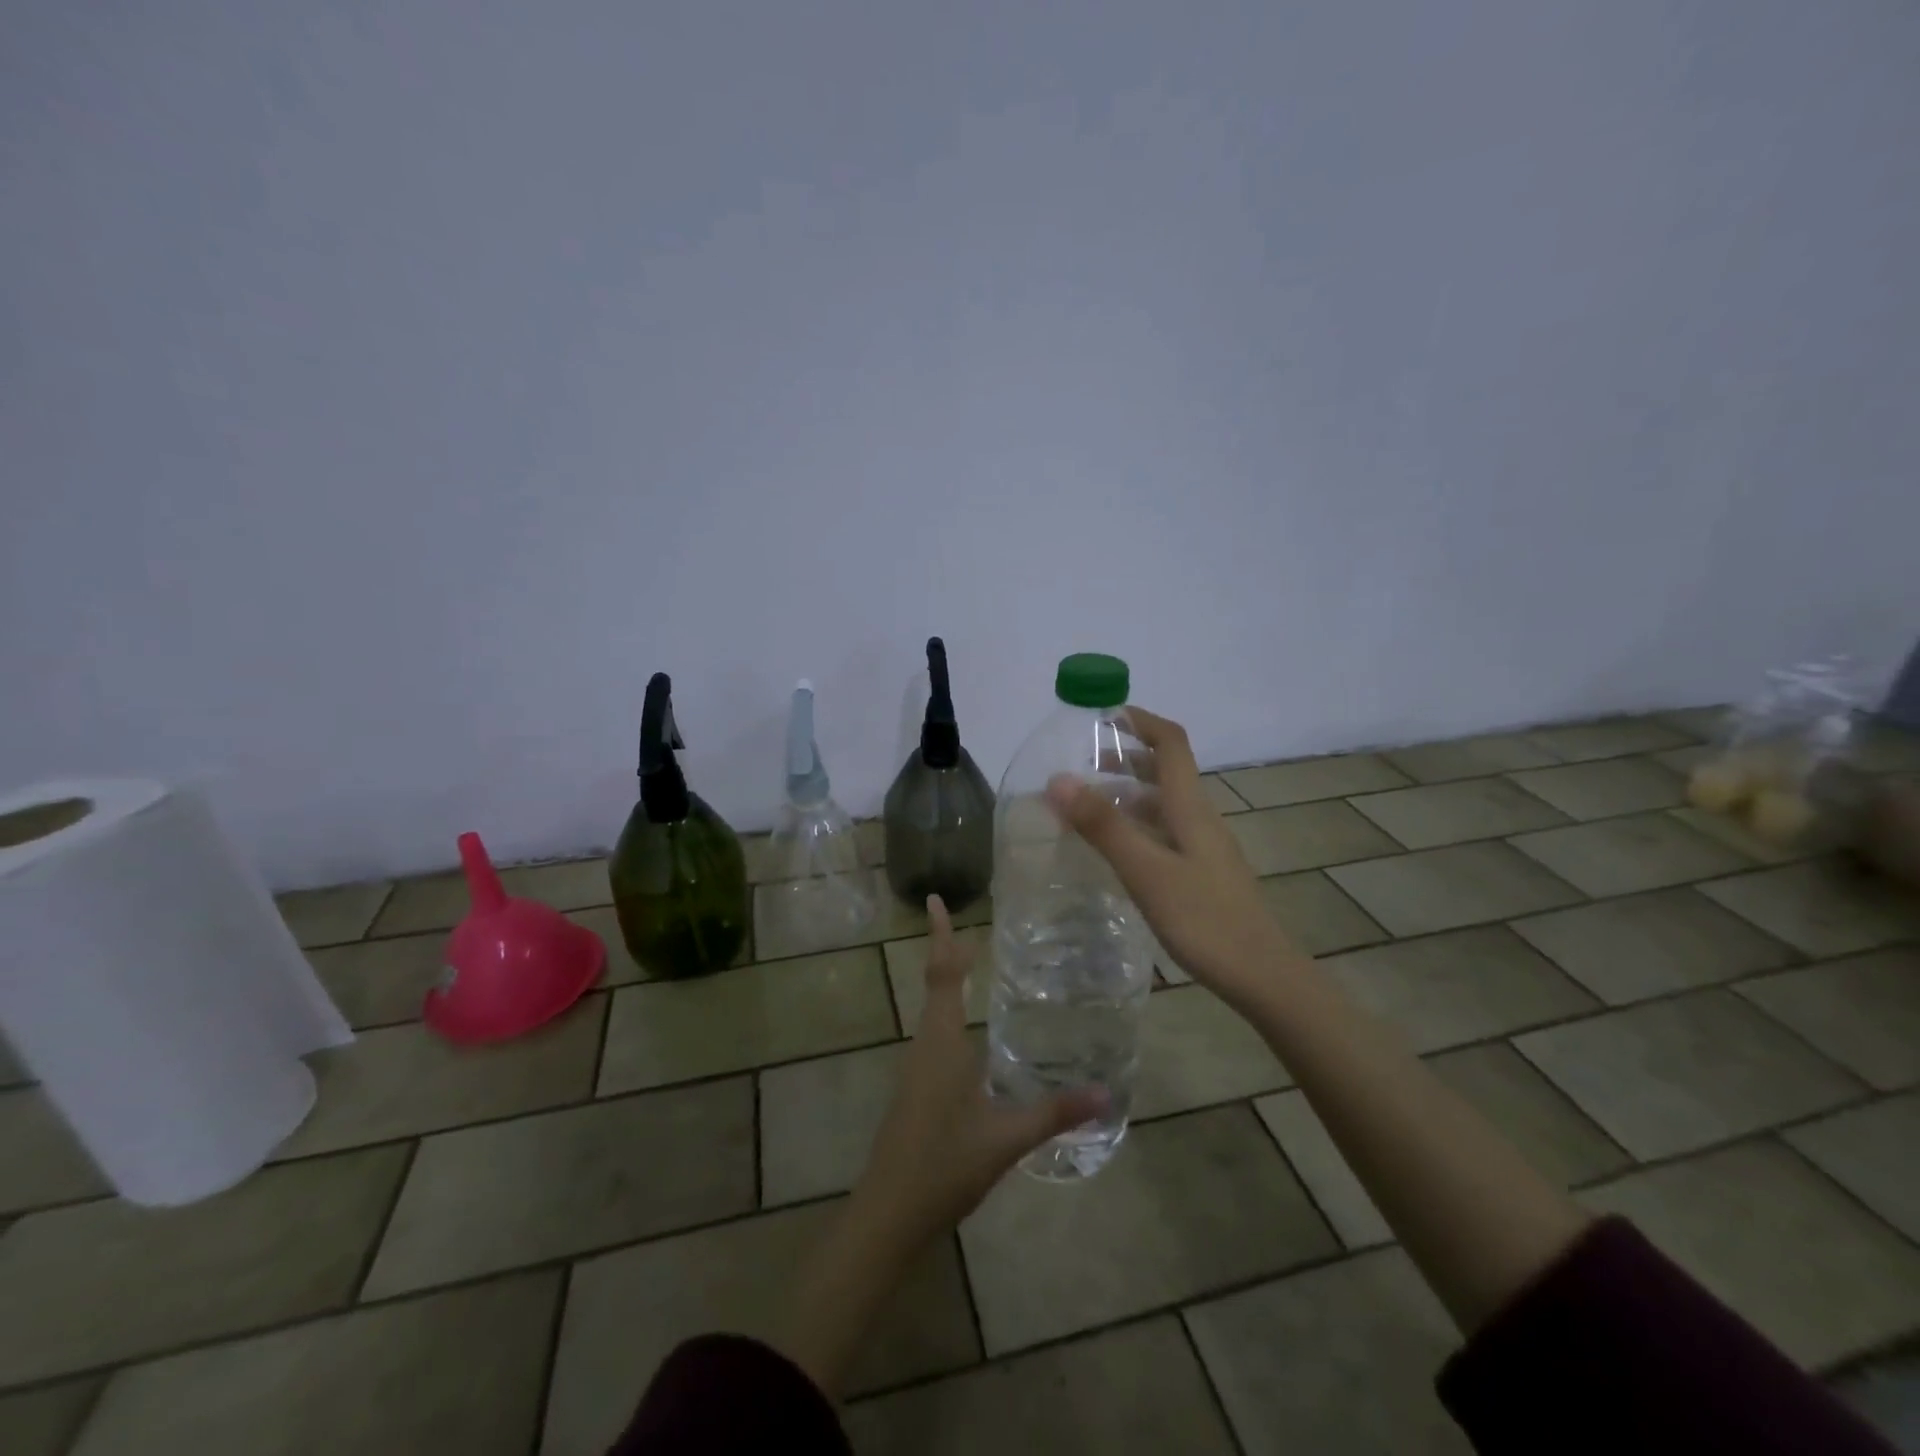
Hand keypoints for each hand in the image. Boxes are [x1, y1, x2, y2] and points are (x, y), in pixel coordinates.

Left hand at [773, 898, 1102, 1395]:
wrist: (887, 1214)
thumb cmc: (943, 1165)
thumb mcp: (1005, 1138)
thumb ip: (1054, 1113)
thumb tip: (1106, 1093)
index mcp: (941, 1042)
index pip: (943, 974)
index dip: (941, 936)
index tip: (934, 899)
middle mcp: (925, 1045)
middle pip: (936, 984)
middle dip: (949, 952)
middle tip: (973, 927)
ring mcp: (917, 1068)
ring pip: (933, 1011)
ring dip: (949, 982)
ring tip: (973, 964)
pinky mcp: (917, 1090)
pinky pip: (935, 1035)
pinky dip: (950, 1013)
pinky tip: (971, 1034)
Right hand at [1045, 705, 1300, 1008]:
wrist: (1262, 977)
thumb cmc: (1205, 920)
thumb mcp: (1147, 872)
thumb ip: (1104, 827)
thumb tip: (1058, 779)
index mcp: (1190, 807)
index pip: (1171, 743)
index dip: (1140, 720)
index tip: (1101, 713)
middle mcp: (1199, 818)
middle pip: (1166, 770)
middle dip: (1126, 755)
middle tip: (1080, 761)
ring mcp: (1202, 847)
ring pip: (1163, 803)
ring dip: (1128, 791)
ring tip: (1086, 801)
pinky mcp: (1200, 873)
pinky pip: (1163, 832)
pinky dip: (1135, 824)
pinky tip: (1114, 848)